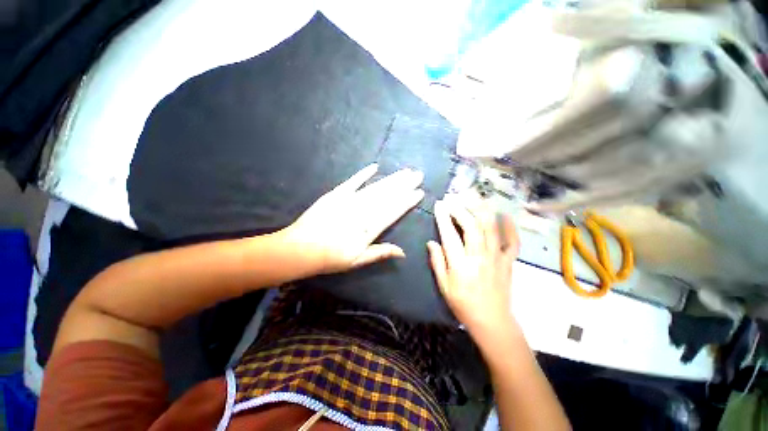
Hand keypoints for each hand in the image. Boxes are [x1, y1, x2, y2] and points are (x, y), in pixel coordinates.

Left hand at [281, 164, 423, 274]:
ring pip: (375, 188)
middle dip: (404, 184)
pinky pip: (353, 181)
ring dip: (391, 179)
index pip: (393, 211)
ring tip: (405, 172)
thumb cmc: (330, 258)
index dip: (407, 201)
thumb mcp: (357, 261)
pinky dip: (363, 174)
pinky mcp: (336, 194)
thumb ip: (380, 253)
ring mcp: (349, 200)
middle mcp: (362, 211)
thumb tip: (403, 253)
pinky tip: (375, 167)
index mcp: (369, 228)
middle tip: (418, 175)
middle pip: (387, 196)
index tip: (419, 192)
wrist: (300, 249)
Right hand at [427, 199, 519, 337]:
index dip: (443, 217)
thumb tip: (431, 242)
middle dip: (461, 210)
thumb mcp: (443, 285)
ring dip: (482, 211)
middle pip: (471, 226)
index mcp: (460, 264)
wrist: (491, 320)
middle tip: (453, 201)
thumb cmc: (463, 303)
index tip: (439, 205)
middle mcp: (479, 256)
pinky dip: (510, 227)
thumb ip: (437, 262)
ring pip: (491, 228)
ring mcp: (496, 257)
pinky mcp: (508, 261)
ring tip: (474, 201)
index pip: (450, 235)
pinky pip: (512, 241)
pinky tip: (504, 216)